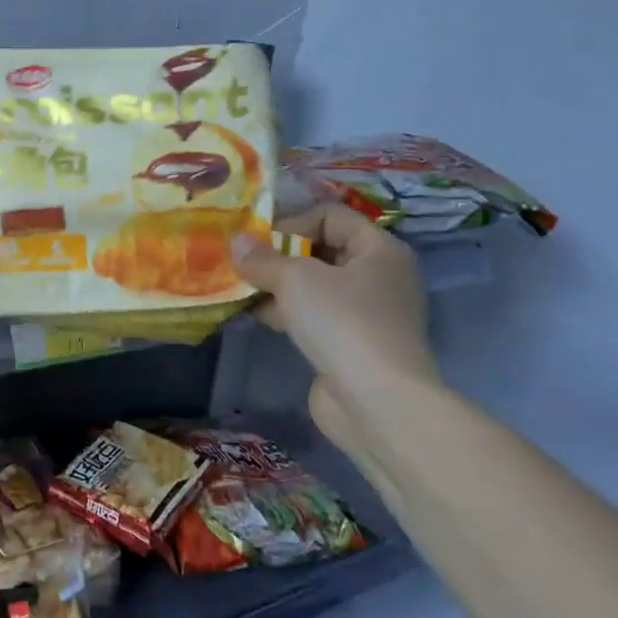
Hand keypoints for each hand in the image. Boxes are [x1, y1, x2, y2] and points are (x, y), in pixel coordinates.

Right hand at [230, 205, 439, 450]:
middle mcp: (380, 277)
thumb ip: (262, 258)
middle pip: (322, 251)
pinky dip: (287, 313)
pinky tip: (257, 316)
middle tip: (245, 265)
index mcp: (380, 250)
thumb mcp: (295, 279)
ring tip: (242, 290)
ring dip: (278, 286)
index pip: (332, 216)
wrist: (377, 401)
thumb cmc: (342, 322)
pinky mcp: (352, 345)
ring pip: (314, 287)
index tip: (261, 244)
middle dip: (280, 256)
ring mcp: (367, 314)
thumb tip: (237, 243)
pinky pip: (314, 316)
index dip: (293, 223)